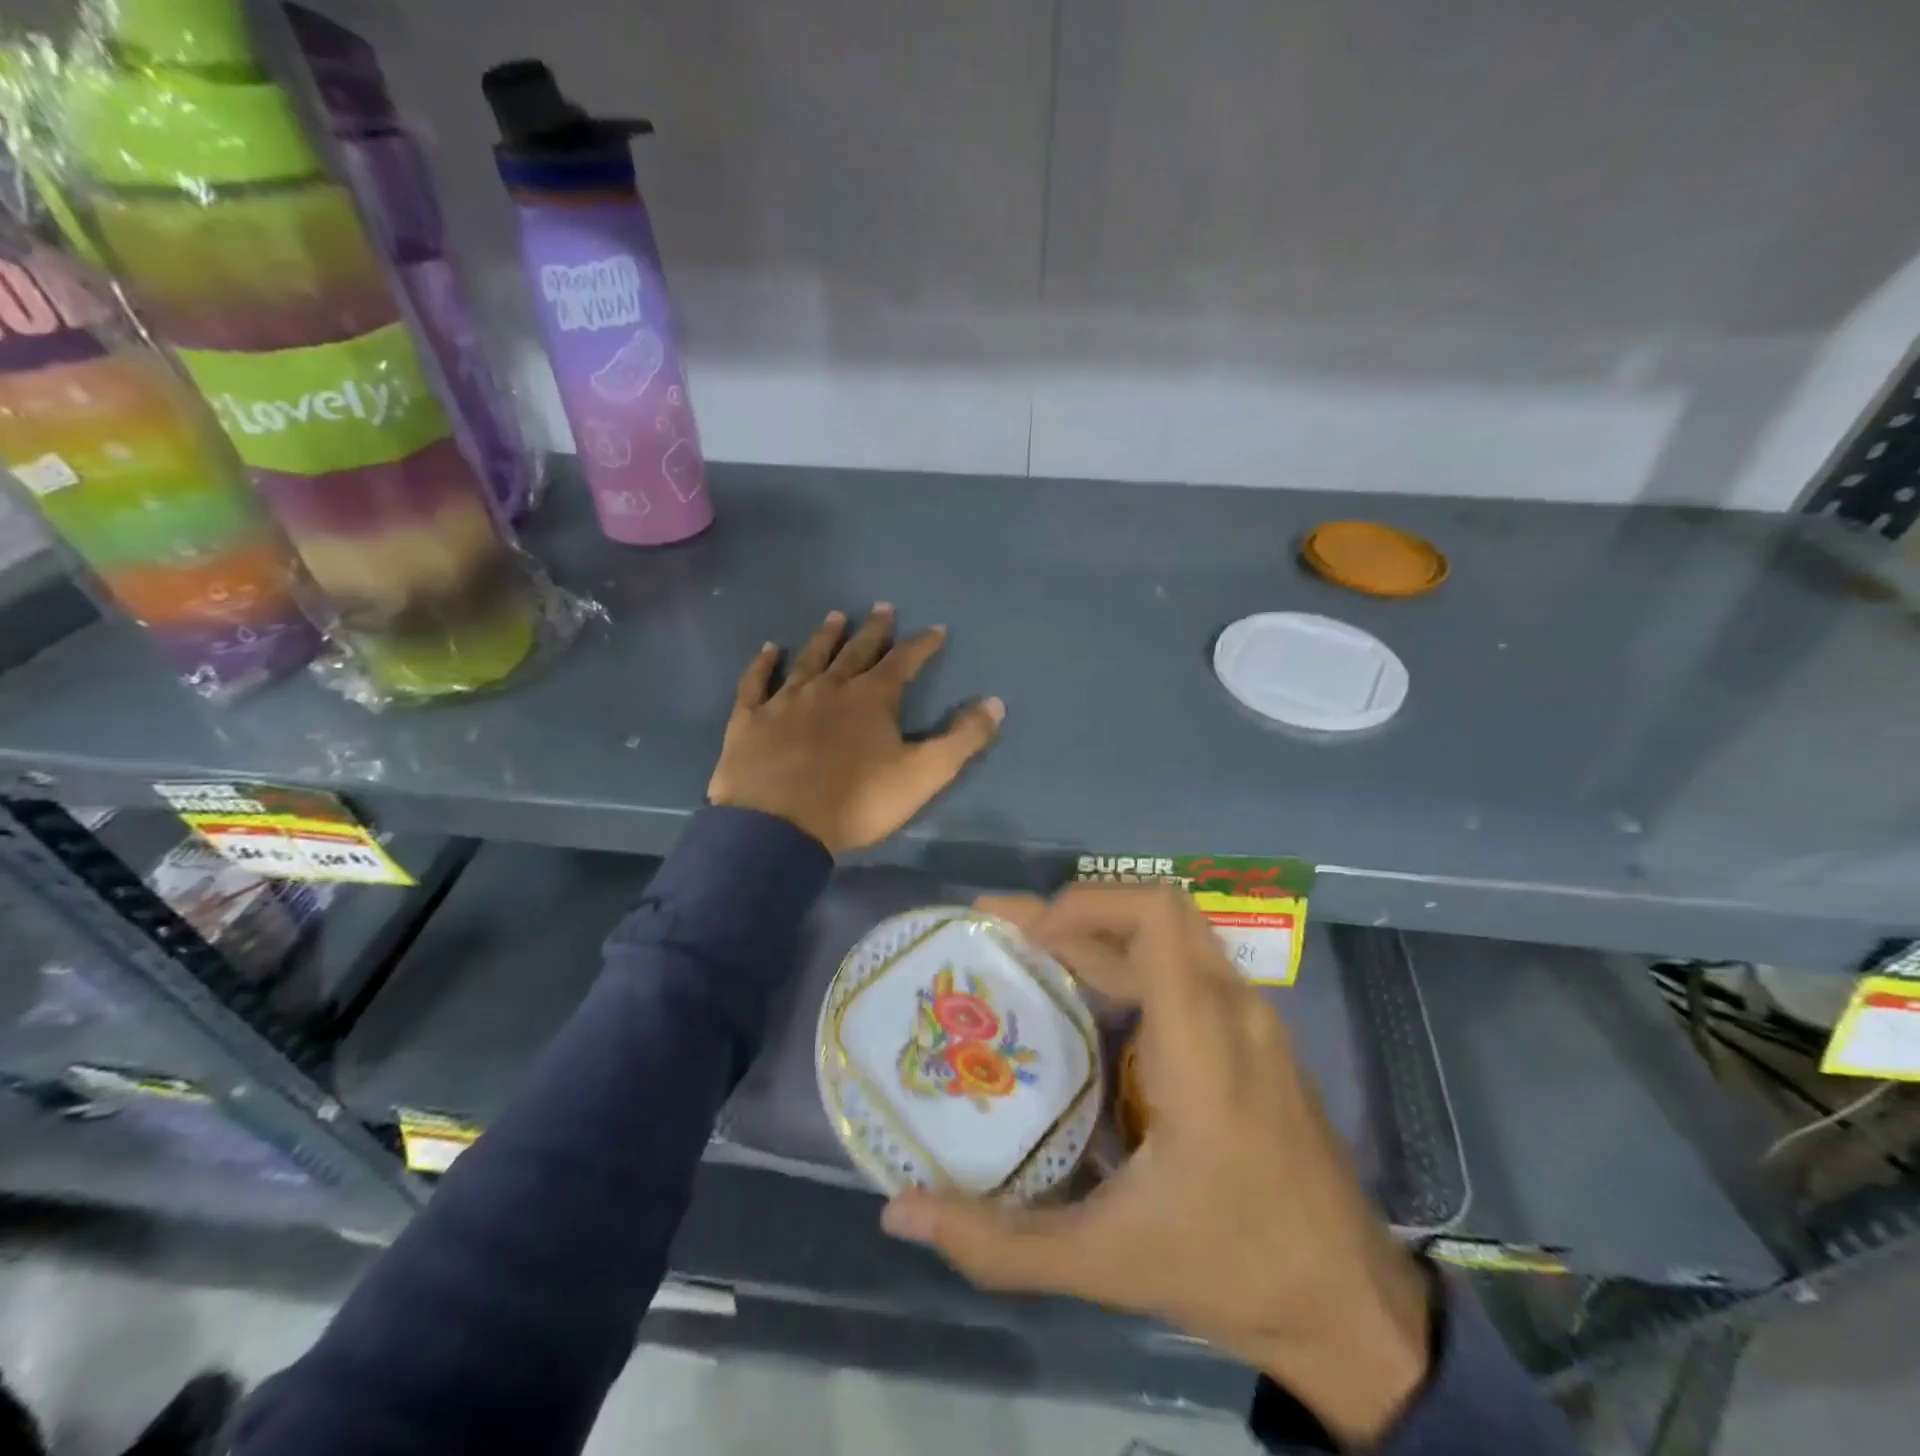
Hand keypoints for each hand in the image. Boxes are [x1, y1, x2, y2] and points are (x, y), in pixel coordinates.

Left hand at [707, 606, 1004, 853]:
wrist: (778, 827)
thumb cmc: (857, 801)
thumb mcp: (923, 774)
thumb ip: (962, 739)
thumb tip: (995, 703)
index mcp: (872, 698)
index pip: (904, 661)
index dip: (923, 644)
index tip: (937, 629)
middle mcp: (829, 687)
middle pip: (856, 651)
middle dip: (874, 630)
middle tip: (883, 607)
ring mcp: (786, 700)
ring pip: (810, 659)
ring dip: (825, 637)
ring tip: (835, 616)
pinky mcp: (750, 719)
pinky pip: (756, 682)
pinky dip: (763, 664)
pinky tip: (769, 649)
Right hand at [881, 885, 1432, 1448]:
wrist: (1352, 1309)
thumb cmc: (1233, 1271)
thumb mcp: (1106, 1263)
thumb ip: (999, 1244)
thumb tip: (900, 1214)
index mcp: (1202, 1044)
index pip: (1155, 917)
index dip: (1083, 903)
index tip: (1018, 931)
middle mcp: (1234, 1011)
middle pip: (1155, 915)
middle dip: (1074, 915)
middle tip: (1001, 937)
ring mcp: (1253, 1021)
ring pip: (1172, 939)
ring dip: (1101, 937)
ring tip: (1032, 961)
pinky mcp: (1257, 1038)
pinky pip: (1188, 970)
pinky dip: (1131, 965)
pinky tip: (1089, 1009)